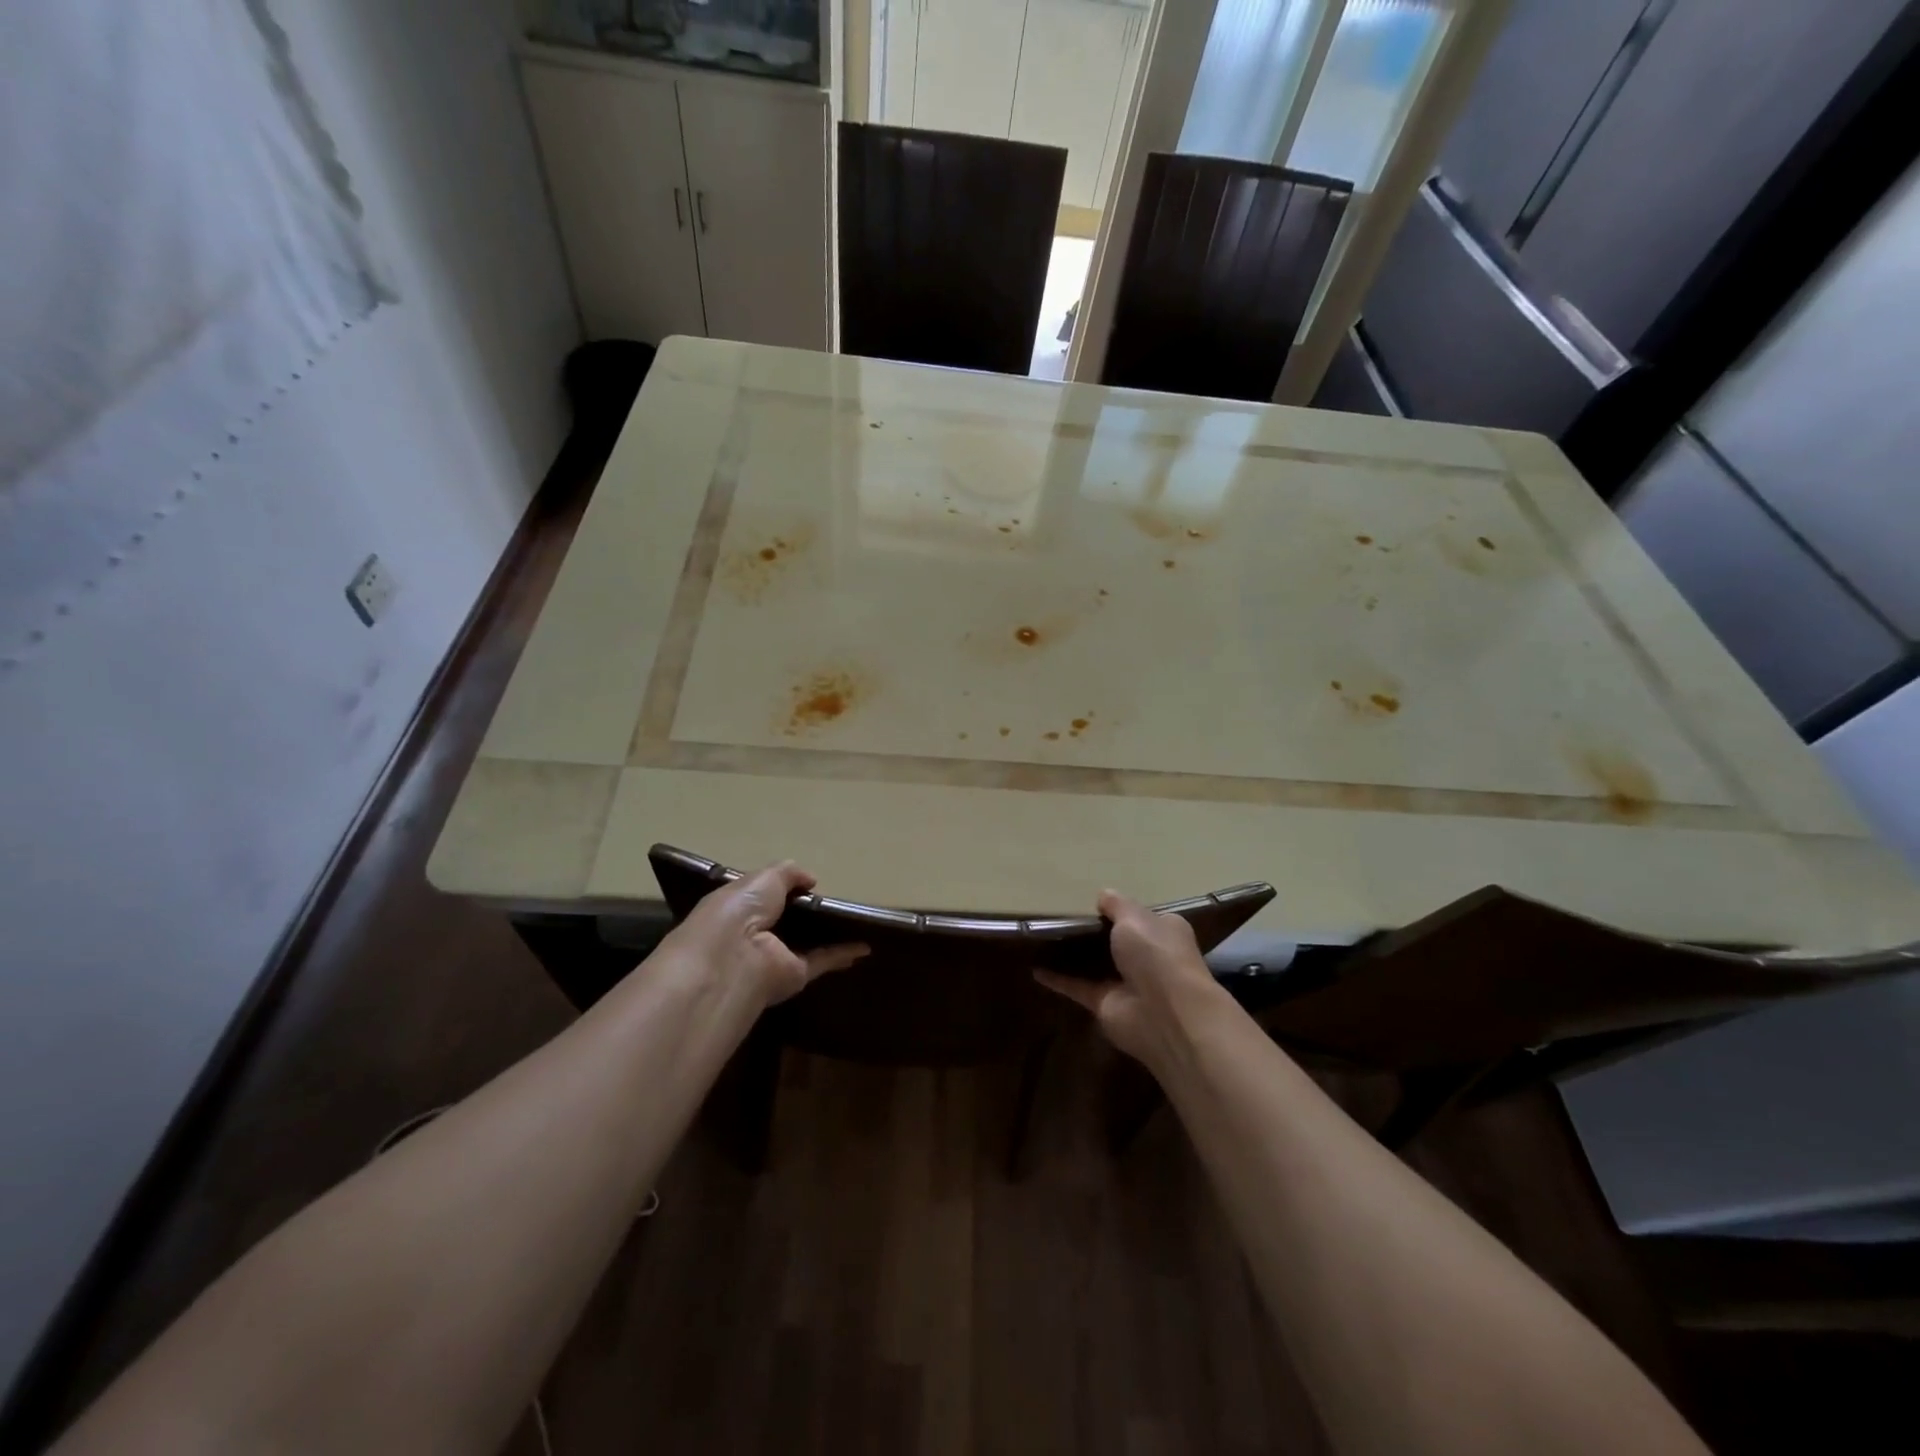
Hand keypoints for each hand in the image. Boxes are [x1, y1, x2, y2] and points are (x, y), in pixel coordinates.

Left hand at [656, 861, 868, 1010]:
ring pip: (806, 942)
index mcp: (739, 908)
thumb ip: (788, 873)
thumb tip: (810, 879)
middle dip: (807, 912)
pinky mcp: (796, 975)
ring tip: (855, 921)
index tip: (807, 881)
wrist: (733, 958)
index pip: (763, 896)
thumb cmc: (739, 911)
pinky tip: (865, 947)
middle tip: (836, 899)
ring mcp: (776, 956)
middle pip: (787, 921)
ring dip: (827, 935)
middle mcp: (756, 933)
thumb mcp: (763, 878)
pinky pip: (823, 960)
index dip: (783, 888)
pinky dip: (844, 953)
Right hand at [1036, 889, 1223, 1068]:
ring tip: (1045, 938)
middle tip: (1062, 916)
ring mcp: (1127, 983)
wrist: (1165, 1013)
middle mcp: (1148, 958)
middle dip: (1096, 933)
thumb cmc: (1156, 954)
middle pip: (1118, 943)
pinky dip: (1058, 979)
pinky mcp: (1105, 1005)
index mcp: (1163, 932)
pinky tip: (1035, 969)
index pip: (1143, 918)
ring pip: (1096, 965)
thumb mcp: (1135, 917)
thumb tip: (1103, 895)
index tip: (1095, 902)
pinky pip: (1077, 987)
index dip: (1122, 911)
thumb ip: (1117, 905)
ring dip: (1075, 956)